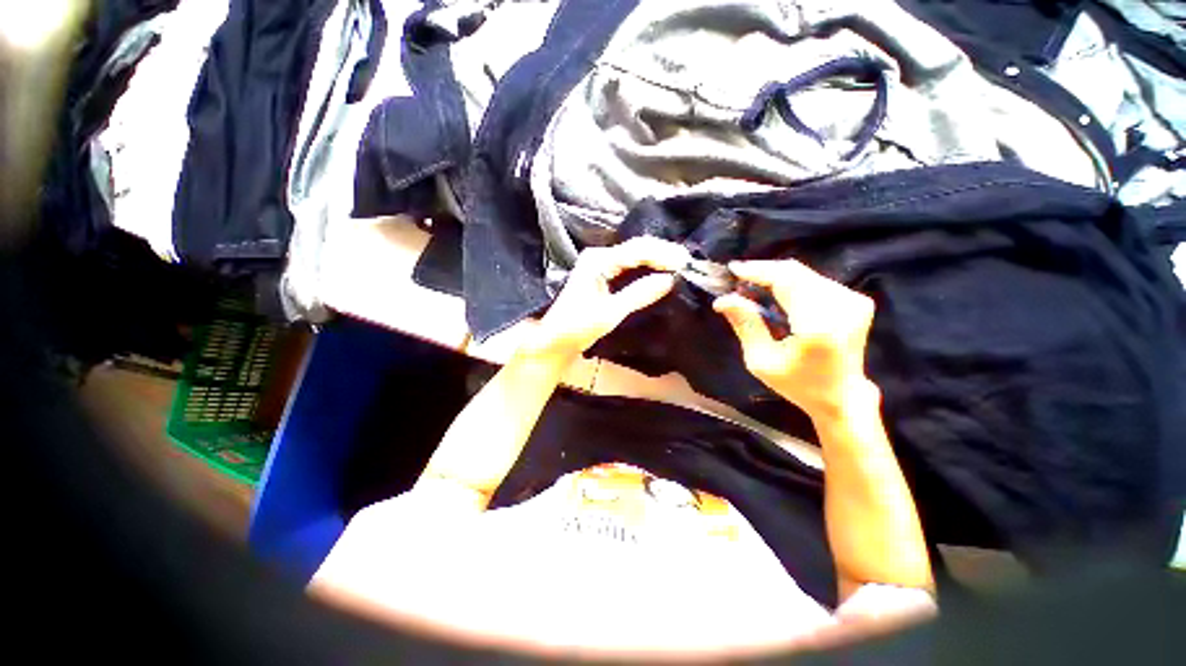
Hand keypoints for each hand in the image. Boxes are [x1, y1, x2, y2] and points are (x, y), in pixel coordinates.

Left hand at [523, 237, 690, 363]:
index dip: (662, 254)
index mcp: (598, 261)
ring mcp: (600, 265)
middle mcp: (599, 257)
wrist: (555, 340)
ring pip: (634, 255)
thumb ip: (639, 294)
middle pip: (636, 248)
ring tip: (679, 264)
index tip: (684, 262)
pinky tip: (659, 271)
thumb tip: (670, 280)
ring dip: (656, 258)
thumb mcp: (610, 313)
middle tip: (687, 261)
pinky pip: (629, 266)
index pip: (636, 250)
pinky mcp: (602, 275)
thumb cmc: (578, 327)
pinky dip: (646, 268)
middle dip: (662, 253)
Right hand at [713, 260, 877, 419]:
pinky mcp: (857, 300)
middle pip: (796, 273)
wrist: (842, 396)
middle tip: (738, 279)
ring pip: (804, 274)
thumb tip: (723, 299)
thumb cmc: (798, 384)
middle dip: (764, 271)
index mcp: (818, 325)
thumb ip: (745, 325)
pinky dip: (791, 283)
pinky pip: (815, 280)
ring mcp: (854, 301)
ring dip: (776, 277)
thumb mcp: (761, 361)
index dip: (758, 271)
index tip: (733, 269)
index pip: (786, 281)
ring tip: (752, 287)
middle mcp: (842, 306)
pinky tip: (775, 293)